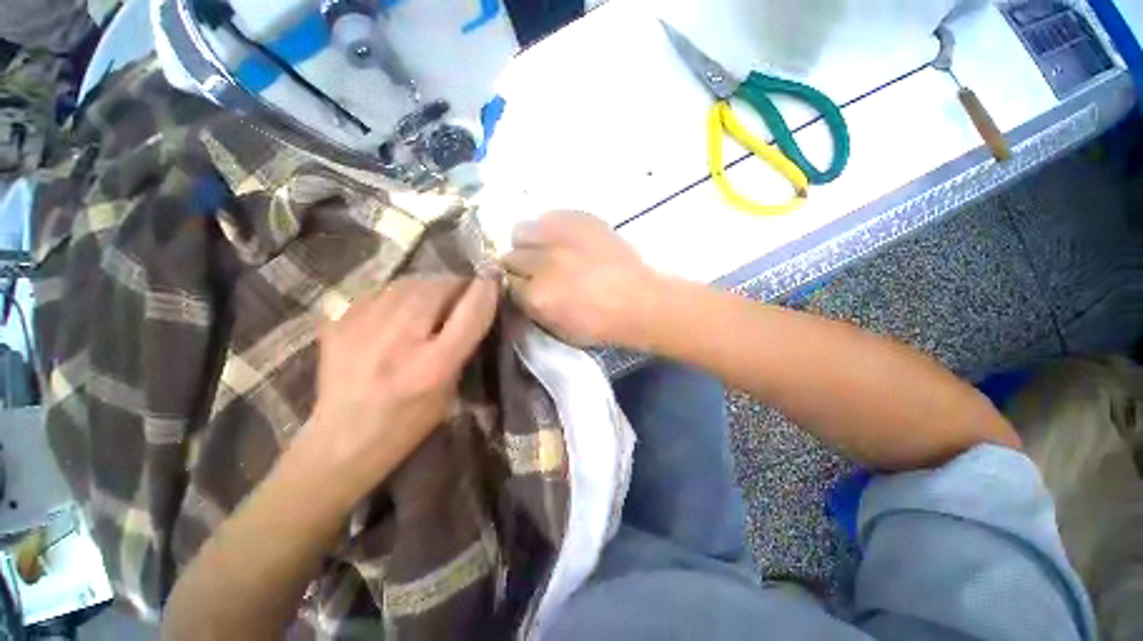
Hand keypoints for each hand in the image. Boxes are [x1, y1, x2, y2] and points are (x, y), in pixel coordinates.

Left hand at [296, 276, 498, 505]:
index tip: (492, 277)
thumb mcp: (450, 391)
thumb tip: (470, 307)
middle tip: (459, 293)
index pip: (470, 313)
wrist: (342, 439)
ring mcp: (363, 328)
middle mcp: (399, 341)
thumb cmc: (408, 422)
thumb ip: (461, 347)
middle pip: (437, 289)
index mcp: (433, 365)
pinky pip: (379, 291)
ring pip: (408, 283)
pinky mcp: (338, 323)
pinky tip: (397, 311)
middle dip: (454, 285)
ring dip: (427, 287)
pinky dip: (397, 295)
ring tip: (430, 299)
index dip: (485, 290)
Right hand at [501, 211, 662, 346]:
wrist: (640, 301)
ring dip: (529, 243)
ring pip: (521, 231)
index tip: (527, 288)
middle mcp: (542, 263)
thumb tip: (523, 290)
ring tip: (547, 250)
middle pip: (510, 257)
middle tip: (538, 271)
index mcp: (537, 296)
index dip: (517, 287)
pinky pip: (548, 216)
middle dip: (520, 267)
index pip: (507, 284)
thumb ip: (533, 308)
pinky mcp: (579, 219)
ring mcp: (560, 238)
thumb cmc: (602, 324)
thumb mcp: (559, 329)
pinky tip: (566, 239)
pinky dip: (550, 229)